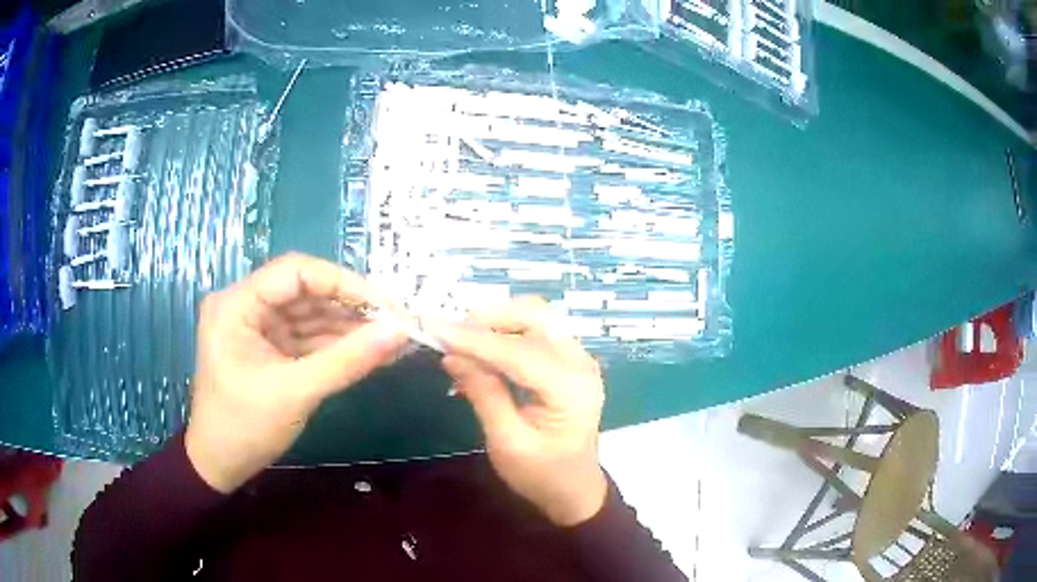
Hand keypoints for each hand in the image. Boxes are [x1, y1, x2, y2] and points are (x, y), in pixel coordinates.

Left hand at [185, 253, 407, 492]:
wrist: (220, 465)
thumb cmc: (245, 428)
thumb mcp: (296, 393)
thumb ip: (347, 361)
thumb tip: (400, 332)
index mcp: (237, 304)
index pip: (295, 272)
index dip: (343, 283)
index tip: (386, 306)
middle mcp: (246, 305)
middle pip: (306, 291)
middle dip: (351, 307)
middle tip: (396, 324)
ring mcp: (258, 326)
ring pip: (310, 314)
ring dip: (349, 327)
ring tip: (392, 339)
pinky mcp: (269, 346)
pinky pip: (308, 337)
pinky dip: (337, 344)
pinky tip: (369, 350)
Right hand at [429, 298, 607, 525]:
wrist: (575, 489)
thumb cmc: (542, 474)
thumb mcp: (507, 442)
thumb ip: (483, 394)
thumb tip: (452, 355)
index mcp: (570, 388)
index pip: (517, 350)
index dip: (473, 339)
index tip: (433, 328)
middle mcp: (580, 363)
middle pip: (535, 316)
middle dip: (489, 319)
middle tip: (451, 336)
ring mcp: (579, 359)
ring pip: (535, 318)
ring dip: (497, 323)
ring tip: (462, 344)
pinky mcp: (570, 362)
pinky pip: (536, 333)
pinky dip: (506, 335)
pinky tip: (482, 355)